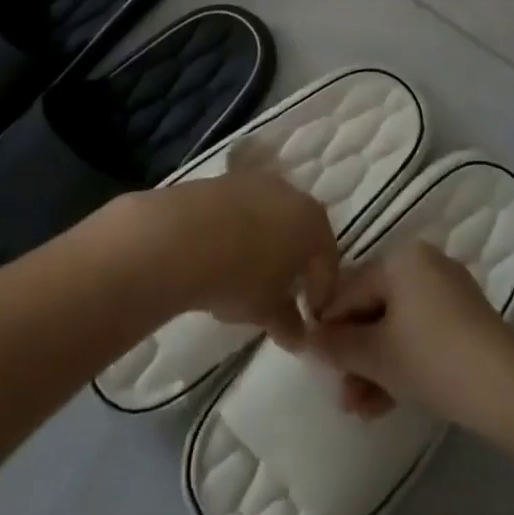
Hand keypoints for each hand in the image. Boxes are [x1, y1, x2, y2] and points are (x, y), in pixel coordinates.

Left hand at [116, 162, 337, 347]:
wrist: (184, 236)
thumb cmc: (241, 276)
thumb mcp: (268, 311)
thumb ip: (289, 323)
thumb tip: (298, 335)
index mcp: (314, 224)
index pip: (328, 262)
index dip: (321, 293)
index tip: (309, 316)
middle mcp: (292, 194)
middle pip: (302, 232)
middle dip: (295, 262)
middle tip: (282, 293)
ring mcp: (257, 181)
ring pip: (272, 217)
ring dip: (267, 243)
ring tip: (248, 275)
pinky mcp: (226, 179)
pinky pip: (244, 209)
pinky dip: (241, 229)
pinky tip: (225, 253)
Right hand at [305, 242, 513, 428]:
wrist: (506, 390)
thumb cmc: (432, 358)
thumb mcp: (376, 355)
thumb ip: (337, 344)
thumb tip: (307, 337)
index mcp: (401, 257)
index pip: (350, 289)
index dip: (329, 325)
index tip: (313, 359)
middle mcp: (423, 263)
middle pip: (374, 308)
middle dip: (355, 354)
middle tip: (340, 392)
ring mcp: (448, 291)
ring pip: (397, 326)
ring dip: (375, 366)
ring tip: (358, 409)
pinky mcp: (465, 320)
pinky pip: (420, 334)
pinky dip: (402, 362)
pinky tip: (385, 403)